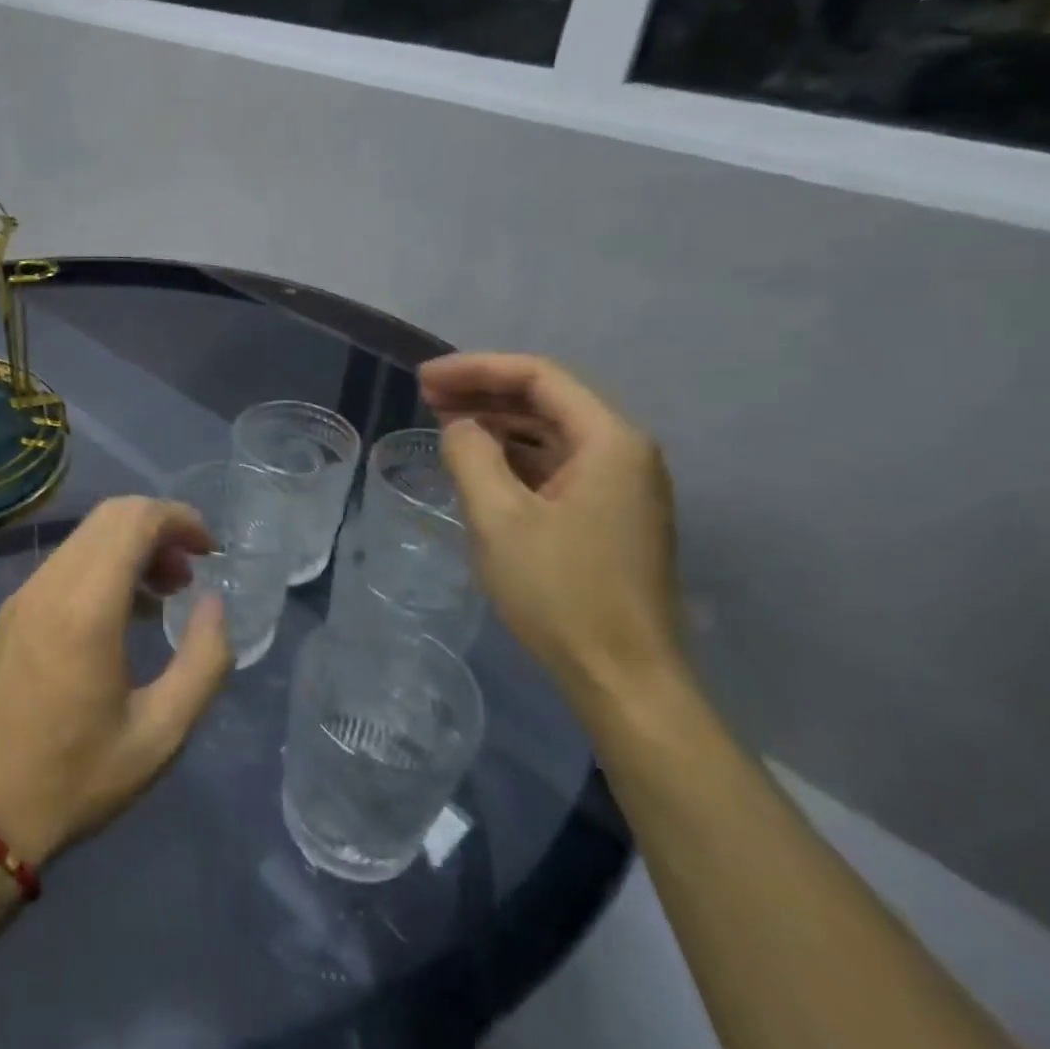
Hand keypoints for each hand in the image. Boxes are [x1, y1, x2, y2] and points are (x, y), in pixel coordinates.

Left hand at [0, 497, 233, 865]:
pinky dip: (104, 564)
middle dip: (159, 527)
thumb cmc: (79, 778)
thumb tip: (214, 604)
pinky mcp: (12, 612)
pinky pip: (66, 563)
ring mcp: (24, 595)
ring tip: (165, 593)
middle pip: (110, 517)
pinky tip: (124, 613)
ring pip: (86, 536)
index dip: (180, 519)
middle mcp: (50, 585)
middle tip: (191, 572)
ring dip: (132, 546)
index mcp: (85, 608)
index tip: (211, 550)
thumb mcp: (161, 732)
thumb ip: (203, 661)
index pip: (134, 520)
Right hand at [421, 353, 683, 709]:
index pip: (538, 378)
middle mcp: (624, 452)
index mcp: (609, 441)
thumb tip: (460, 427)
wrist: (623, 678)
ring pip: (552, 433)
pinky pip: (558, 465)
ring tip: (445, 423)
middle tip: (426, 396)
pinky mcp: (611, 515)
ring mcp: (622, 486)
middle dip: (485, 392)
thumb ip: (471, 455)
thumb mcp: (498, 518)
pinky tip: (480, 463)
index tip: (424, 379)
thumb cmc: (560, 592)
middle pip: (548, 400)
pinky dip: (515, 456)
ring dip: (498, 423)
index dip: (476, 369)